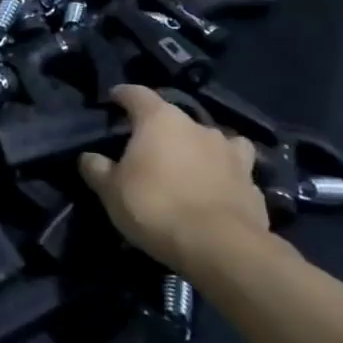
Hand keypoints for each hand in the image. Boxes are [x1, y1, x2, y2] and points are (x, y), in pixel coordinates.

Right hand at [78, 84, 266, 272]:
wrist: (222, 248)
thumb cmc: (156, 207)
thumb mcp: (110, 190)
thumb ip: (96, 168)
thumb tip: (89, 157)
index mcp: (160, 120)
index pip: (136, 94)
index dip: (122, 95)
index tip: (112, 99)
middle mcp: (198, 127)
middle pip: (175, 117)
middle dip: (161, 128)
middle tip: (147, 147)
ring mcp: (231, 154)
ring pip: (214, 139)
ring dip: (201, 147)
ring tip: (191, 164)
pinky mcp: (253, 184)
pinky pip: (234, 171)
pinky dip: (223, 176)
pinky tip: (215, 192)